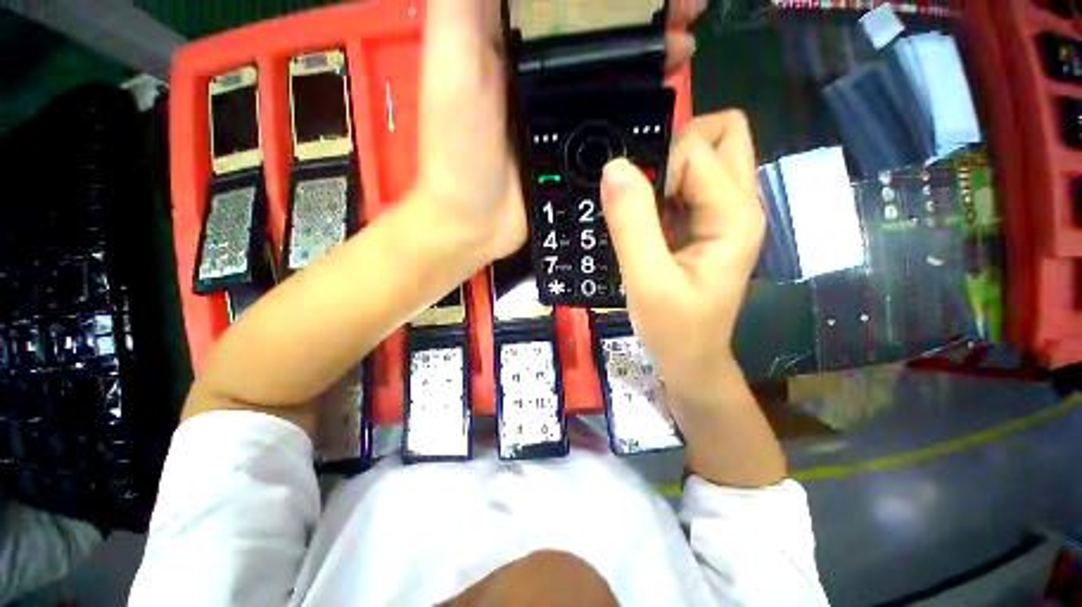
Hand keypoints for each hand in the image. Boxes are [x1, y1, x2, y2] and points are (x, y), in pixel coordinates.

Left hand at [416, 0, 704, 262]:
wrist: (474, 222)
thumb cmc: (457, 147)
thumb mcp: (453, 60)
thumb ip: (469, 3)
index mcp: (512, 38)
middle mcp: (539, 68)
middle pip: (597, 27)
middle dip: (640, 13)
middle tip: (684, 8)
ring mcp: (559, 109)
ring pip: (611, 68)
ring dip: (649, 50)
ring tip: (684, 44)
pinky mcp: (572, 145)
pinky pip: (610, 115)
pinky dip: (638, 100)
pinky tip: (664, 91)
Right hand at [599, 111, 762, 408]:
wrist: (691, 359)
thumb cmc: (674, 330)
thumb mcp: (647, 282)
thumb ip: (632, 224)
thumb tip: (615, 167)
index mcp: (734, 216)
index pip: (697, 151)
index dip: (657, 169)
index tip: (632, 208)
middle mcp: (739, 205)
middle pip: (722, 135)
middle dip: (676, 146)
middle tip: (642, 189)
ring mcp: (724, 215)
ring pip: (705, 155)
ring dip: (666, 168)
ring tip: (638, 208)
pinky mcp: (706, 226)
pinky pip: (688, 183)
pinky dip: (661, 188)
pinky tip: (642, 220)